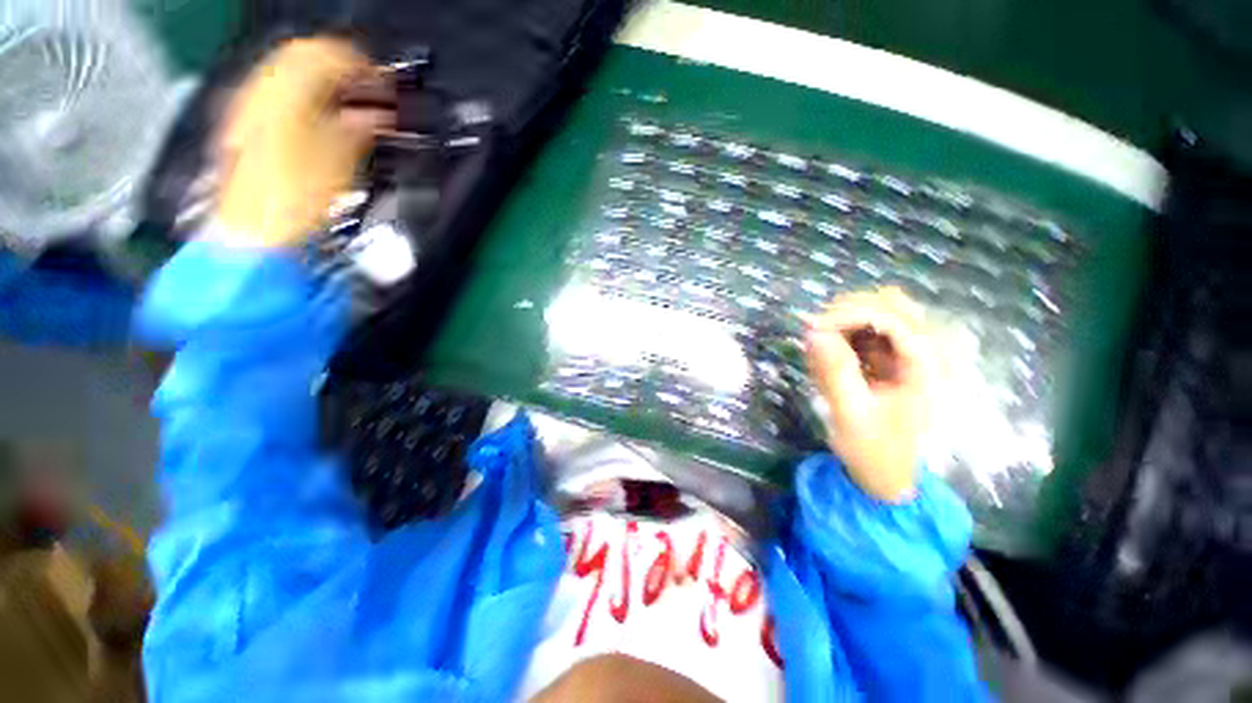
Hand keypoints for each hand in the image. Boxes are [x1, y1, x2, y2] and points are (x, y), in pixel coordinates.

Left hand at [215, 38, 393, 247]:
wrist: (255, 229)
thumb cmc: (295, 197)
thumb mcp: (339, 160)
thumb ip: (360, 127)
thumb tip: (379, 114)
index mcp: (286, 92)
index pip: (325, 54)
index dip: (360, 64)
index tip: (385, 82)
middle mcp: (264, 91)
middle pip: (305, 58)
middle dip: (343, 69)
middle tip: (372, 90)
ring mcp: (252, 109)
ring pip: (292, 76)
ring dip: (327, 84)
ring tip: (354, 106)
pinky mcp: (250, 128)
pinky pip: (282, 98)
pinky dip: (309, 101)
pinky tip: (327, 120)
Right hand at [805, 288, 932, 502]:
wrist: (886, 472)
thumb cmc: (873, 449)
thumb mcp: (850, 413)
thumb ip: (835, 370)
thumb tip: (813, 331)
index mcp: (926, 367)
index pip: (891, 317)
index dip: (848, 314)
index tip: (811, 329)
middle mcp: (926, 351)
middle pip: (890, 303)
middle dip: (847, 312)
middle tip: (813, 334)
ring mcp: (911, 351)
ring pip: (879, 309)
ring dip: (845, 320)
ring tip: (820, 345)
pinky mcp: (894, 356)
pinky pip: (869, 328)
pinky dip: (845, 332)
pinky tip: (830, 353)